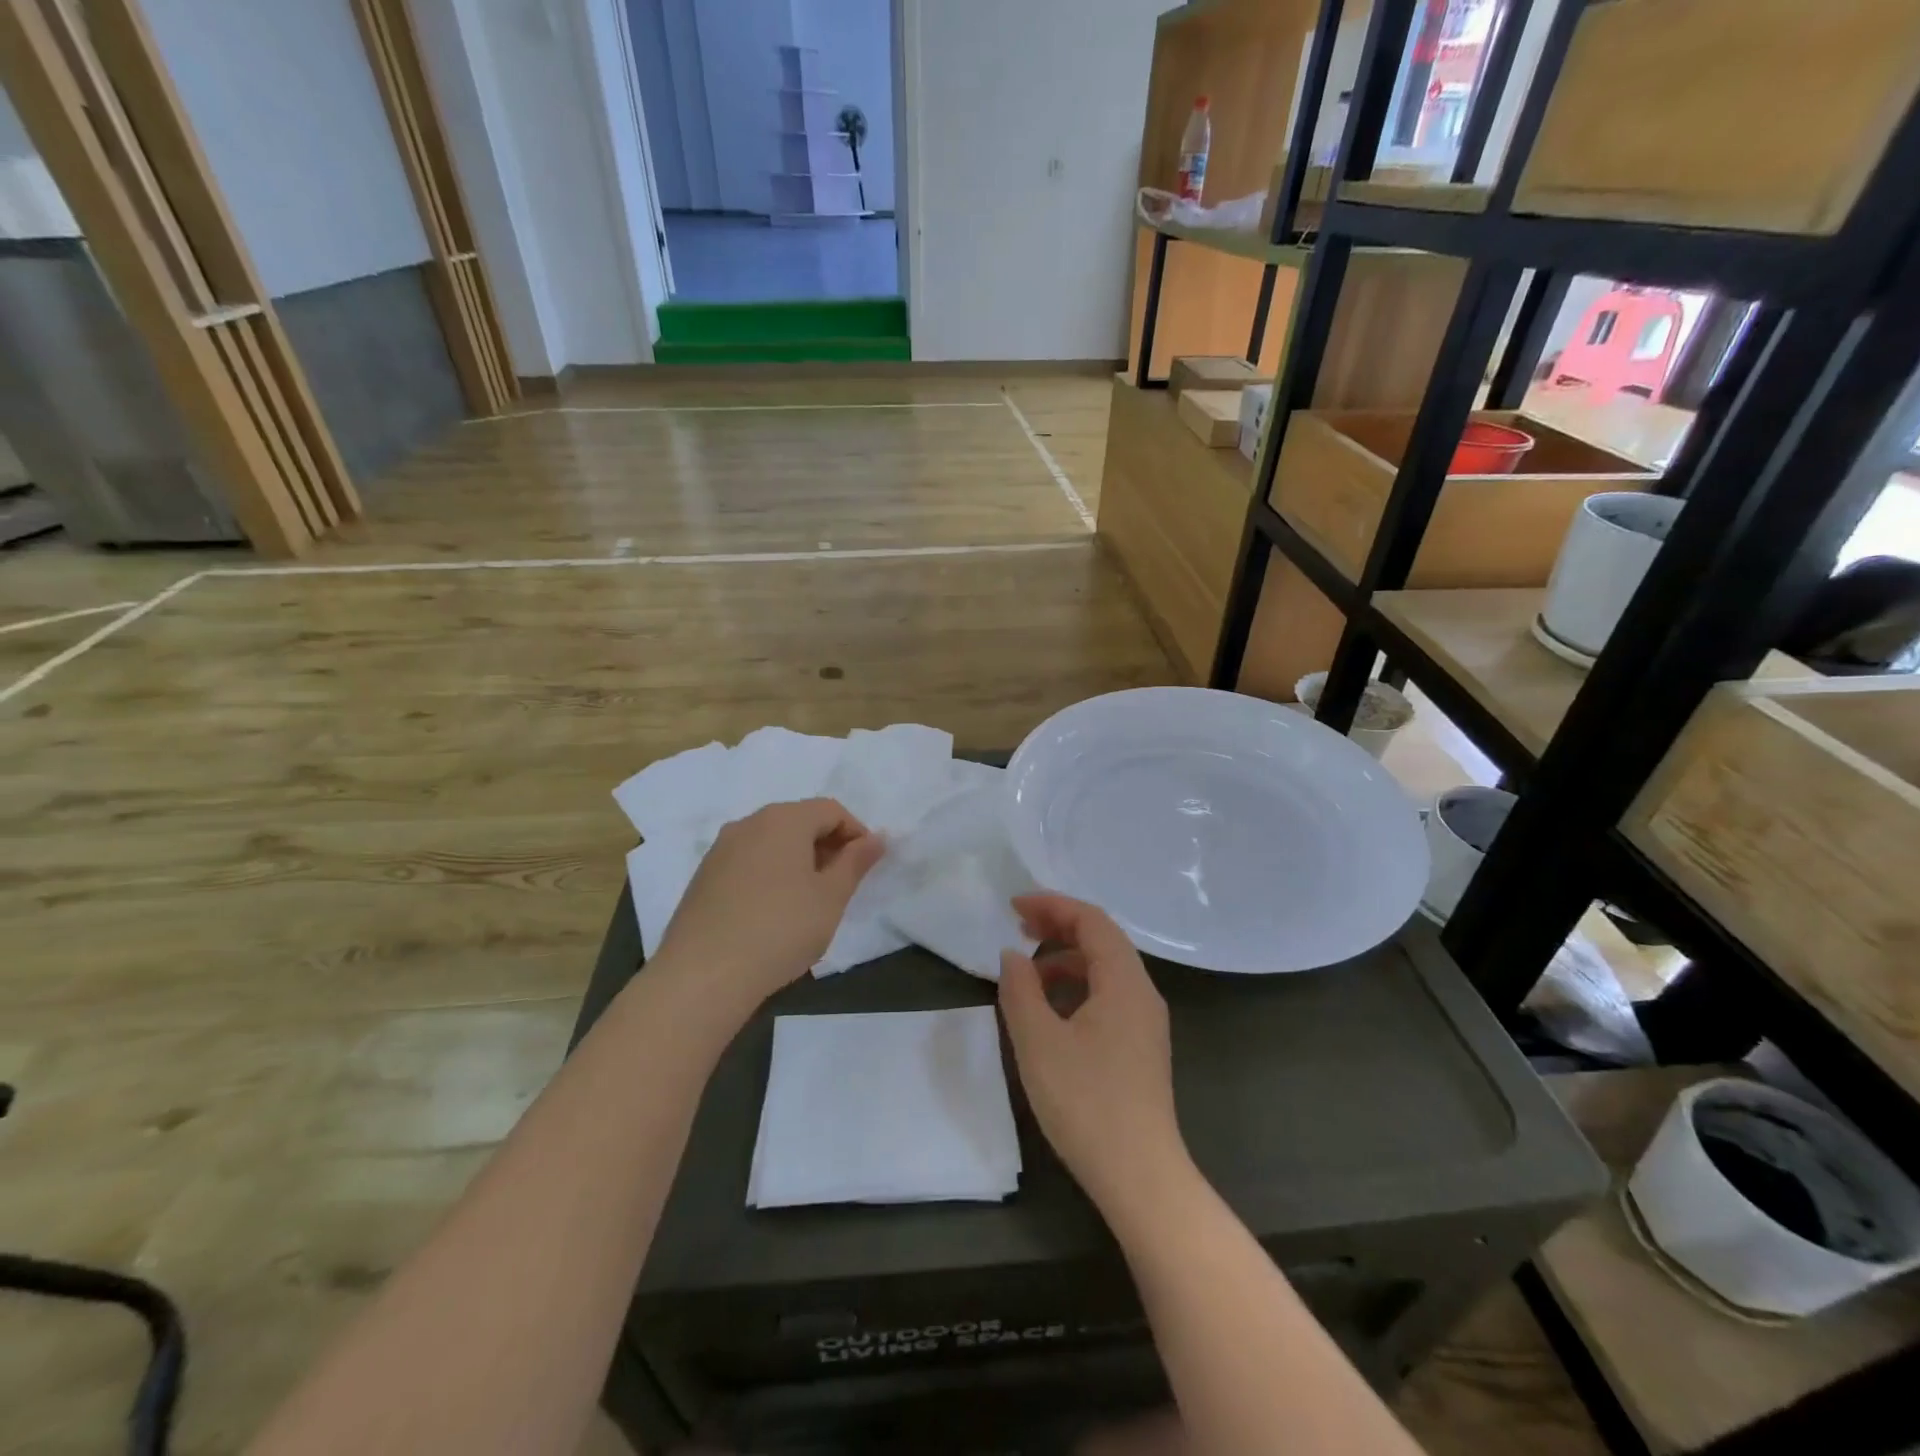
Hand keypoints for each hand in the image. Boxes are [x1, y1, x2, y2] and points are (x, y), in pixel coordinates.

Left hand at [654, 799, 884, 1019]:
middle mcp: (749, 823)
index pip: (831, 810)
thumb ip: (856, 862)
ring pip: (772, 841)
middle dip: (826, 845)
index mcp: (784, 819)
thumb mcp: (831, 898)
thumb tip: (876, 838)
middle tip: (841, 885)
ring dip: (798, 860)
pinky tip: (772, 912)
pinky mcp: (703, 876)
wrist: (703, 975)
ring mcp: (721, 849)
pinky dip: (770, 874)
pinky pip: (748, 861)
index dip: (856, 833)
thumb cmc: (780, 929)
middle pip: (799, 820)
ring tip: (808, 901)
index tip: (865, 867)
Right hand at [998, 893, 1187, 1213]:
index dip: (1052, 905)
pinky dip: (1076, 987)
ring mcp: (1145, 1021)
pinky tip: (1050, 1011)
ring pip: (1105, 969)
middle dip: (1058, 925)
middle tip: (1017, 927)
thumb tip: (1013, 956)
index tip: (1013, 907)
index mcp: (1124, 982)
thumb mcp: (1038, 1042)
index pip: (1091, 920)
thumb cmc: (1086, 1102)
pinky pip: (1108, 996)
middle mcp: (1142, 993)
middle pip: (1102, 939)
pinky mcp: (1140, 1047)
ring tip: (1027, 973)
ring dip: (1065, 958)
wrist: (1140, 1177)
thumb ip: (1020, 990)